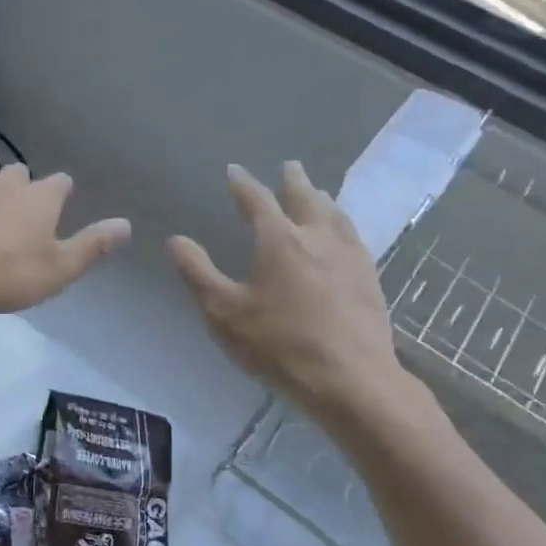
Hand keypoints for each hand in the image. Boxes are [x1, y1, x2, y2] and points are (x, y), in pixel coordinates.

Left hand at [0, 153, 130, 313]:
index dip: (62, 192)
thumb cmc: (5, 273)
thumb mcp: (58, 269)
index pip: (61, 183)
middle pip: (19, 171)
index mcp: (40, 198)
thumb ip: (93, 246)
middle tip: (20, 202)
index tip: (62, 201)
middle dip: (22, 182)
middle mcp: (6, 182)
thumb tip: (127, 224)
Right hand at [168, 162, 407, 422]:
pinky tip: (345, 235)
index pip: (257, 201)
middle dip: (293, 181)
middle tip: (289, 166)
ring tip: (318, 193)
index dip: (243, 184)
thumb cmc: (278, 344)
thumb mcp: (223, 312)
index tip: (234, 170)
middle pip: (305, 198)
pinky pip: (354, 237)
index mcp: (279, 240)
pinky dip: (343, 223)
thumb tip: (176, 240)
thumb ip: (198, 273)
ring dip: (321, 199)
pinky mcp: (370, 278)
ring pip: (335, 214)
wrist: (350, 379)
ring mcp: (350, 256)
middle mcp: (317, 237)